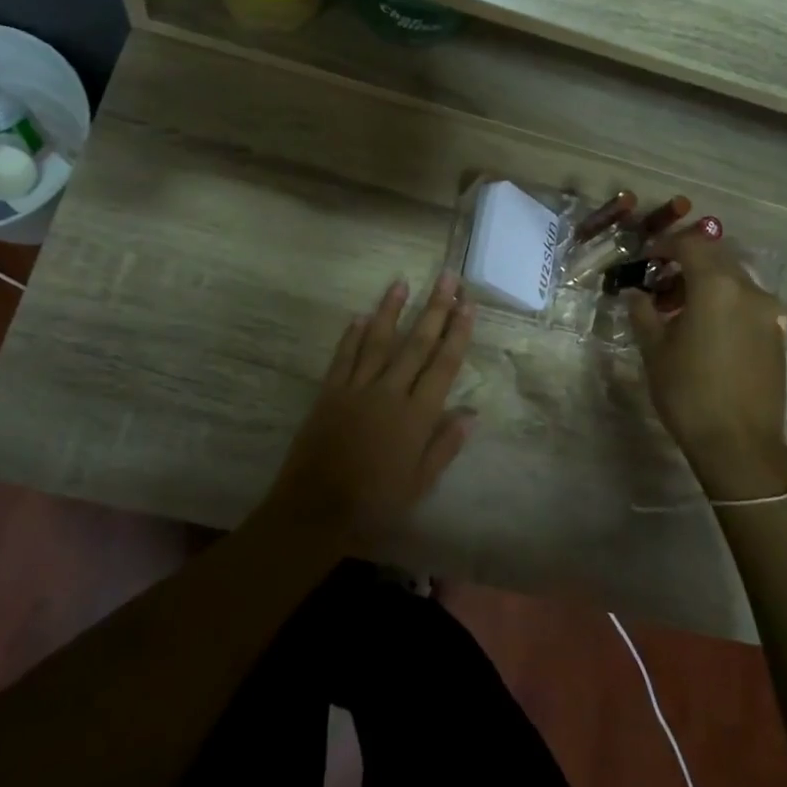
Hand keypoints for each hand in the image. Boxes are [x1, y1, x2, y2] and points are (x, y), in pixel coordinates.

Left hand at [267, 274, 476, 541]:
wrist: (315, 509)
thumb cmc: (375, 503)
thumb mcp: (419, 483)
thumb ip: (445, 446)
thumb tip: (471, 414)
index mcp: (417, 416)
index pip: (443, 365)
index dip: (457, 332)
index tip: (468, 304)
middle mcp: (390, 392)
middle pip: (416, 344)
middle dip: (434, 309)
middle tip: (447, 277)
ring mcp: (356, 389)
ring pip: (378, 341)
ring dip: (391, 310)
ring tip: (402, 283)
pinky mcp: (329, 392)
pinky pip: (344, 357)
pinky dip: (353, 335)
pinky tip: (361, 316)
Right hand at [627, 226, 786, 500]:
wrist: (740, 444)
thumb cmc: (688, 392)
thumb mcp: (654, 349)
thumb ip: (643, 312)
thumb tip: (635, 293)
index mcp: (716, 286)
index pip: (690, 244)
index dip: (665, 245)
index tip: (645, 259)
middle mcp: (749, 290)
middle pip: (716, 257)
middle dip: (685, 261)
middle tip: (658, 282)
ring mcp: (769, 312)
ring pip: (733, 279)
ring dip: (705, 282)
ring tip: (677, 309)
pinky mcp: (777, 334)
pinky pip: (746, 302)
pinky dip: (723, 301)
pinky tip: (704, 328)